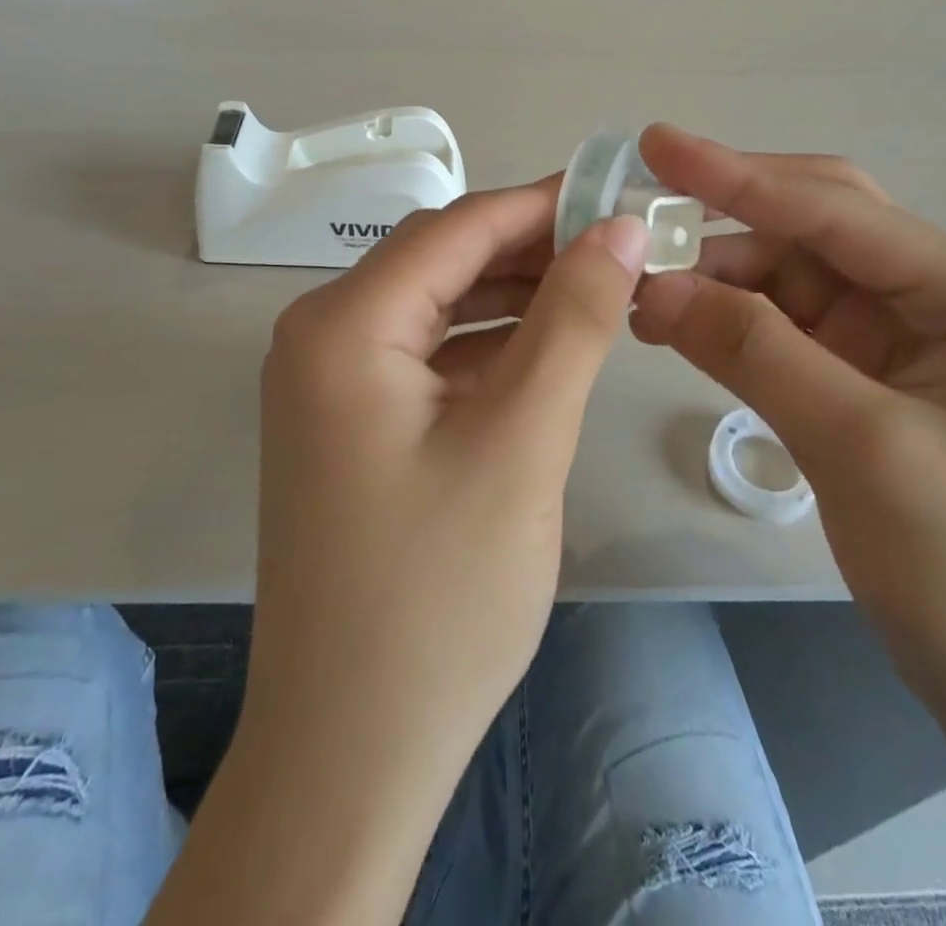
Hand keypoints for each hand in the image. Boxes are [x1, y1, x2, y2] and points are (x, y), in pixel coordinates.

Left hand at [244, 182, 648, 815]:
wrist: (352, 749)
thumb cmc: (438, 593)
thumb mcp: (522, 439)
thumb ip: (573, 320)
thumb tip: (618, 229)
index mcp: (344, 324)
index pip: (457, 228)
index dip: (542, 203)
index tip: (619, 195)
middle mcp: (323, 336)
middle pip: (443, 260)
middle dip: (532, 248)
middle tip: (622, 248)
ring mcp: (332, 383)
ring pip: (439, 306)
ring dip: (515, 295)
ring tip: (600, 291)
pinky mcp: (353, 423)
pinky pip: (429, 356)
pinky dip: (490, 345)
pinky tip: (548, 349)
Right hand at [629, 124, 945, 724]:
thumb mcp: (863, 449)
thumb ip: (756, 352)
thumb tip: (654, 284)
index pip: (835, 210)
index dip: (736, 174)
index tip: (653, 142)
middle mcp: (936, 298)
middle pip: (812, 230)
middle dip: (724, 218)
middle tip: (635, 216)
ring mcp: (898, 341)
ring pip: (787, 280)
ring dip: (714, 280)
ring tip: (638, 294)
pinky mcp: (865, 381)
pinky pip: (782, 330)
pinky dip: (726, 324)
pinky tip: (674, 327)